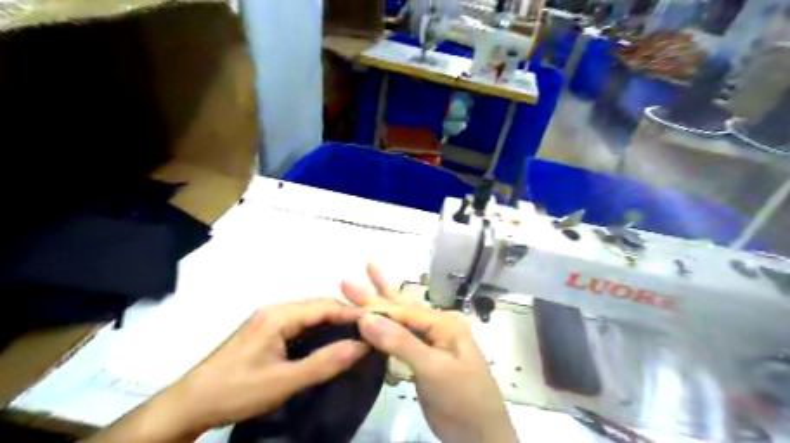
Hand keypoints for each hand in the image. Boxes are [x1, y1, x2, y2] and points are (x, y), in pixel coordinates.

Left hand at [86, 297, 368, 442]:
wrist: (189, 404)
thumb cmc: (237, 390)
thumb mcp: (284, 381)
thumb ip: (325, 362)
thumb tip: (362, 345)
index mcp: (280, 315)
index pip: (326, 305)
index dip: (353, 312)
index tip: (378, 322)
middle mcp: (276, 309)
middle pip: (319, 305)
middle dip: (346, 314)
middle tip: (371, 330)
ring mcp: (269, 318)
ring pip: (310, 313)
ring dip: (333, 321)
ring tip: (356, 335)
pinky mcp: (266, 330)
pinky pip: (300, 322)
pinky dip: (319, 328)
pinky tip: (329, 340)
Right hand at [341, 264, 518, 441]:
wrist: (479, 434)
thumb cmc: (462, 397)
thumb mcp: (433, 368)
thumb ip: (400, 342)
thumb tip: (366, 318)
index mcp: (443, 323)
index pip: (403, 311)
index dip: (375, 307)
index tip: (347, 302)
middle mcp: (436, 327)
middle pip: (401, 307)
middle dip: (376, 292)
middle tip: (349, 280)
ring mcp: (430, 342)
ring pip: (400, 318)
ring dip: (381, 302)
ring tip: (367, 277)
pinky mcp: (422, 358)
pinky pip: (400, 337)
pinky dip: (386, 327)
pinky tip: (378, 316)